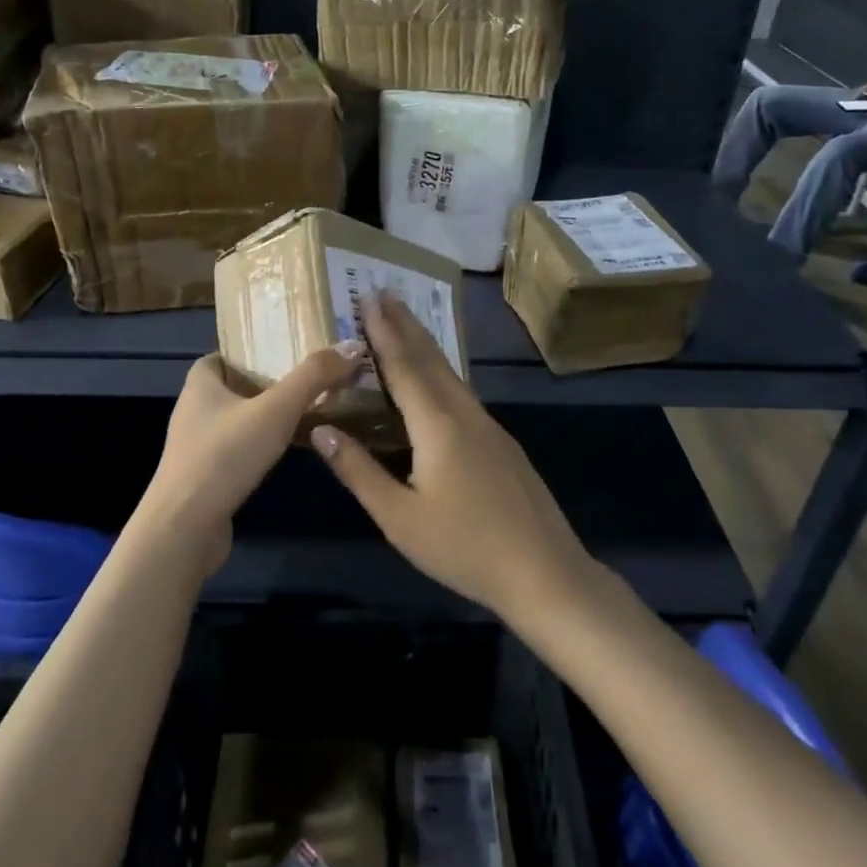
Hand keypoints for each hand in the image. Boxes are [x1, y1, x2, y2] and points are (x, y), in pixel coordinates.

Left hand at [137, 343, 363, 573]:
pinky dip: (264, 446)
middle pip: (238, 386)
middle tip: (313, 380)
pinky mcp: (207, 478)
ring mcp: (199, 446)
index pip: (226, 354)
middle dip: (272, 383)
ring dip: (270, 417)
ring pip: (241, 420)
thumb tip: (353, 346)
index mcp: (200, 383)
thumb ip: (314, 377)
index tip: (292, 352)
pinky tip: (291, 451)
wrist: (185, 530)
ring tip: (311, 412)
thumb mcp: (276, 410)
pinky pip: (241, 450)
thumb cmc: (224, 457)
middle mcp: (195, 410)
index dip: (255, 351)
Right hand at [308, 293, 593, 624]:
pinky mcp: (502, 443)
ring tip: (405, 323)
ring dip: (425, 345)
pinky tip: (438, 379)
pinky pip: (462, 392)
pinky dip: (441, 371)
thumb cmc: (465, 547)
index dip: (383, 332)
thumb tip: (320, 428)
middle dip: (405, 325)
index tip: (369, 298)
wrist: (545, 573)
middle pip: (431, 359)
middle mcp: (465, 414)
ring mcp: (489, 427)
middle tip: (385, 293)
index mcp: (437, 425)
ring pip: (451, 374)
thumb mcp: (399, 517)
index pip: (403, 366)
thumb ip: (359, 470)